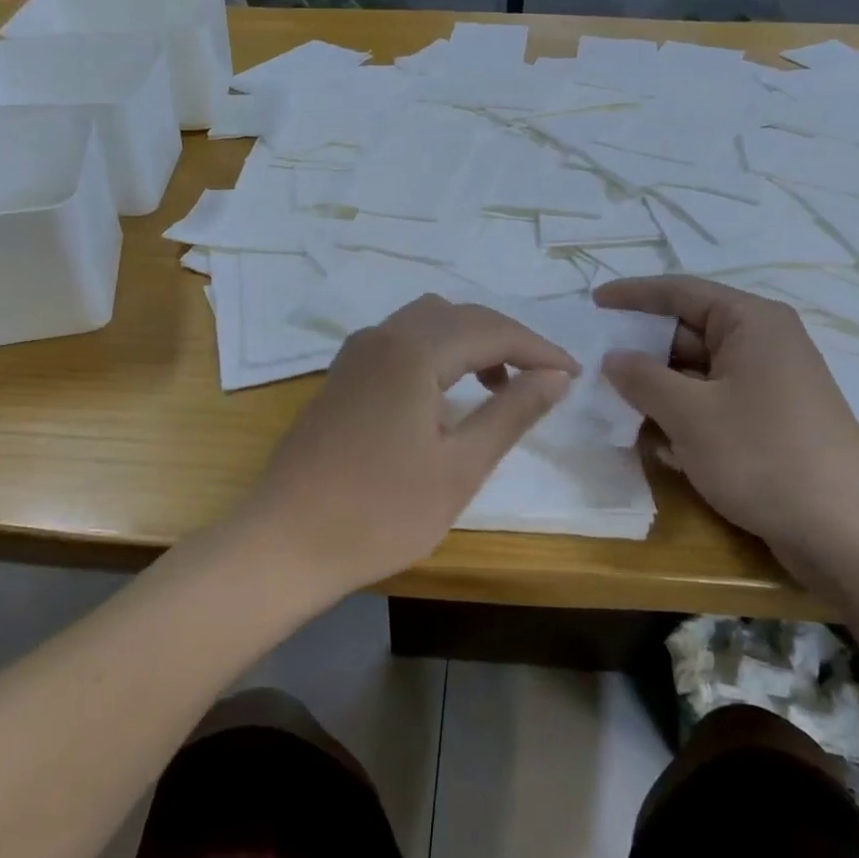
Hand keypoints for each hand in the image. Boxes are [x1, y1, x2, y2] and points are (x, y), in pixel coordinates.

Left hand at [239, 295, 577, 597]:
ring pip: (426, 322)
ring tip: (497, 386)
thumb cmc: (379, 512)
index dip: (539, 349)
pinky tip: (444, 392)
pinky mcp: (341, 376)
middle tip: (542, 379)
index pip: (492, 330)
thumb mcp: (460, 467)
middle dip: (506, 340)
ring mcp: (355, 354)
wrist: (284, 541)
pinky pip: (400, 341)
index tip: (574, 375)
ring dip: (469, 342)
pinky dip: (435, 351)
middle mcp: (382, 336)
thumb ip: (511, 412)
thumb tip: (556, 377)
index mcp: (413, 350)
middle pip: (459, 316)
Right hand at [594, 276, 858, 592]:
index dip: (632, 294)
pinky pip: (714, 405)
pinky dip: (684, 418)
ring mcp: (769, 386)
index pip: (680, 291)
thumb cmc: (763, 455)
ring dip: (658, 392)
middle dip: (641, 352)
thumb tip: (612, 358)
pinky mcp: (770, 423)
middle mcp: (764, 344)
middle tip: (594, 367)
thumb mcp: (689, 413)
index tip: (592, 303)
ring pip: (697, 375)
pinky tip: (659, 448)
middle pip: (687, 334)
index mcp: (751, 322)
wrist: (846, 533)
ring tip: (615, 410)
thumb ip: (642, 378)